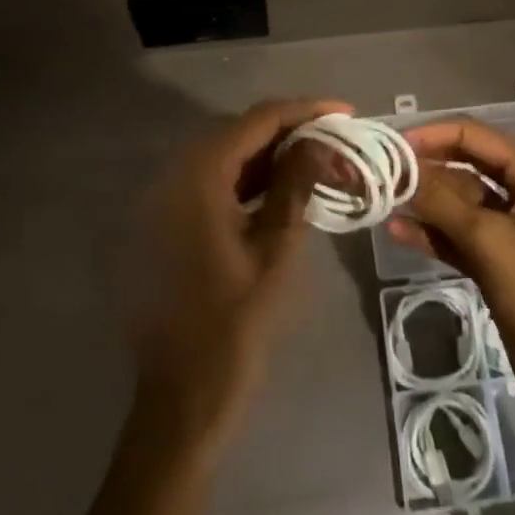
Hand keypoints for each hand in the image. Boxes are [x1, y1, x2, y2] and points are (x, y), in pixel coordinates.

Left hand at [128, 98, 347, 449]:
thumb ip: (294, 187)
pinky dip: (250, 179)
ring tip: (319, 156)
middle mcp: (177, 175)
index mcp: (199, 176)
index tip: (345, 111)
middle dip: (291, 129)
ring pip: (229, 156)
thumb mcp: (273, 253)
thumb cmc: (231, 328)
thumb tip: (318, 142)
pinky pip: (215, 182)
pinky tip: (283, 187)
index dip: (304, 110)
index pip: (258, 121)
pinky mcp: (170, 221)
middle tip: (336, 135)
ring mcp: (169, 198)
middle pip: (241, 132)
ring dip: (272, 154)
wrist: (178, 403)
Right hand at [389, 121, 514, 434]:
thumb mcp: (493, 242)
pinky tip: (398, 232)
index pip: (473, 137)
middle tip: (379, 175)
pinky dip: (431, 235)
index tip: (391, 145)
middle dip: (424, 171)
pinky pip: (458, 239)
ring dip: (423, 204)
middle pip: (463, 169)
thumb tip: (398, 172)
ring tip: (381, 203)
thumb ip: (443, 203)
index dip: (432, 136)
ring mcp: (508, 232)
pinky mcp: (497, 266)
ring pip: (457, 205)